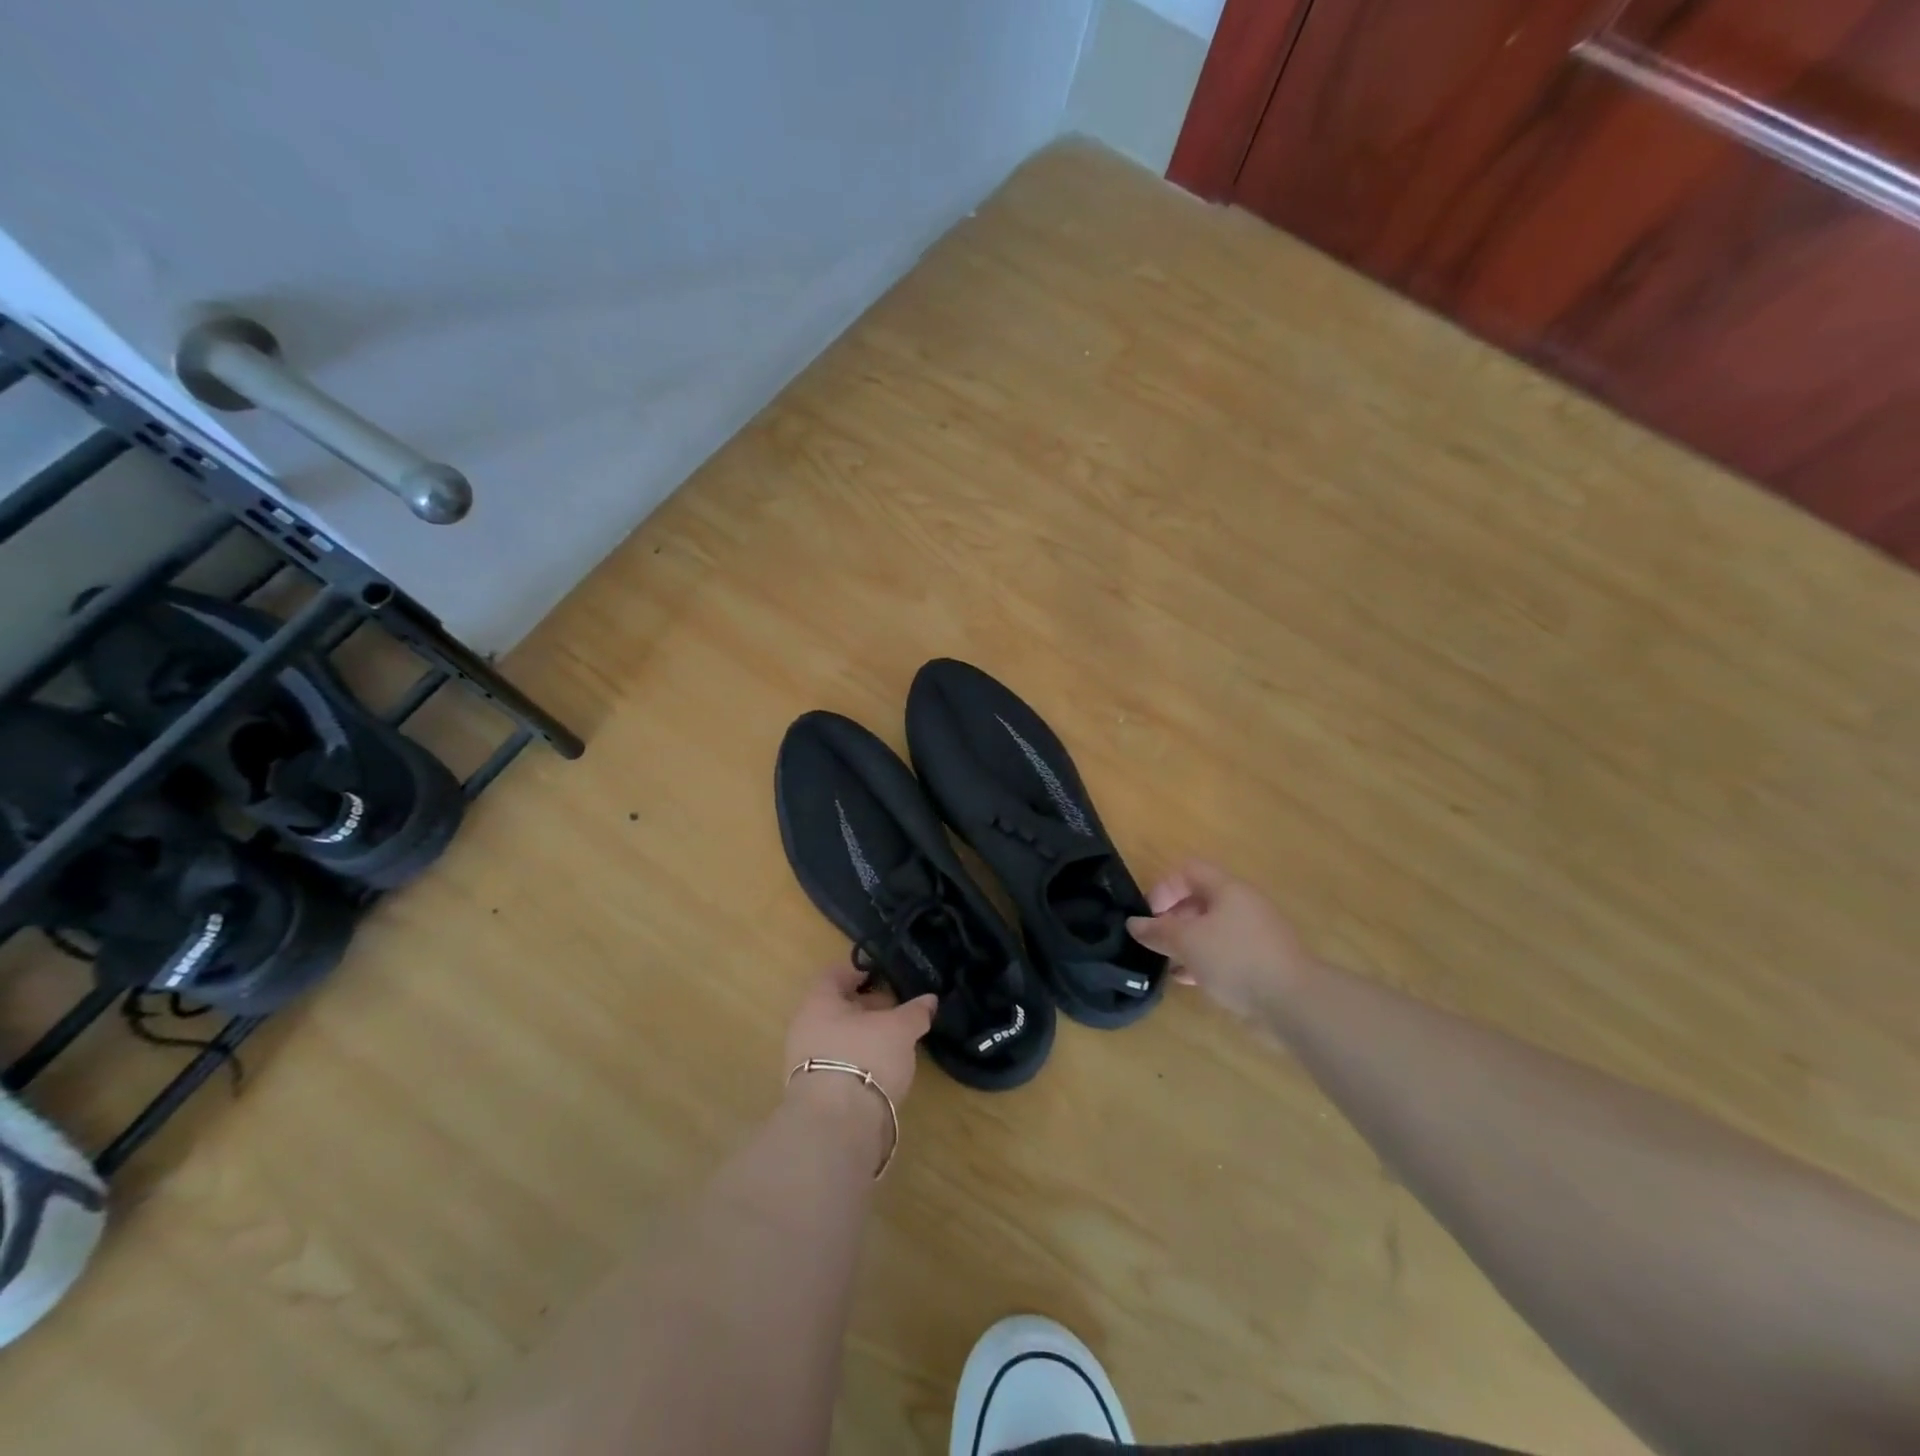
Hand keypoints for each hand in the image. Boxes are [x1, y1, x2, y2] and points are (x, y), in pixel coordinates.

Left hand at [783, 963, 936, 1106]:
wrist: (836, 1126)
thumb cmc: (865, 1057)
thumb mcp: (900, 1030)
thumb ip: (915, 1012)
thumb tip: (930, 999)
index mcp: (818, 1002)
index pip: (835, 974)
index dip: (859, 971)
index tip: (882, 974)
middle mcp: (805, 1027)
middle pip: (836, 1007)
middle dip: (866, 1006)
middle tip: (895, 1010)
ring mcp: (804, 1062)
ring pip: (837, 1037)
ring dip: (863, 1036)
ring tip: (894, 1042)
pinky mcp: (813, 1093)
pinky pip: (837, 1065)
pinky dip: (858, 1062)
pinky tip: (881, 1070)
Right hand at [1126, 860, 1314, 1020]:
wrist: (1294, 1002)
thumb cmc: (1235, 959)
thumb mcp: (1187, 942)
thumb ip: (1158, 931)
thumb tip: (1134, 924)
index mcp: (1228, 889)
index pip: (1188, 870)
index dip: (1163, 888)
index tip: (1150, 917)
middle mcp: (1243, 905)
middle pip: (1199, 899)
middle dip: (1172, 918)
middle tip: (1156, 942)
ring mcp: (1255, 934)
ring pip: (1211, 929)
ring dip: (1186, 942)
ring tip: (1167, 963)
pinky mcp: (1262, 961)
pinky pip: (1225, 952)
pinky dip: (1204, 960)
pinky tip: (1188, 980)